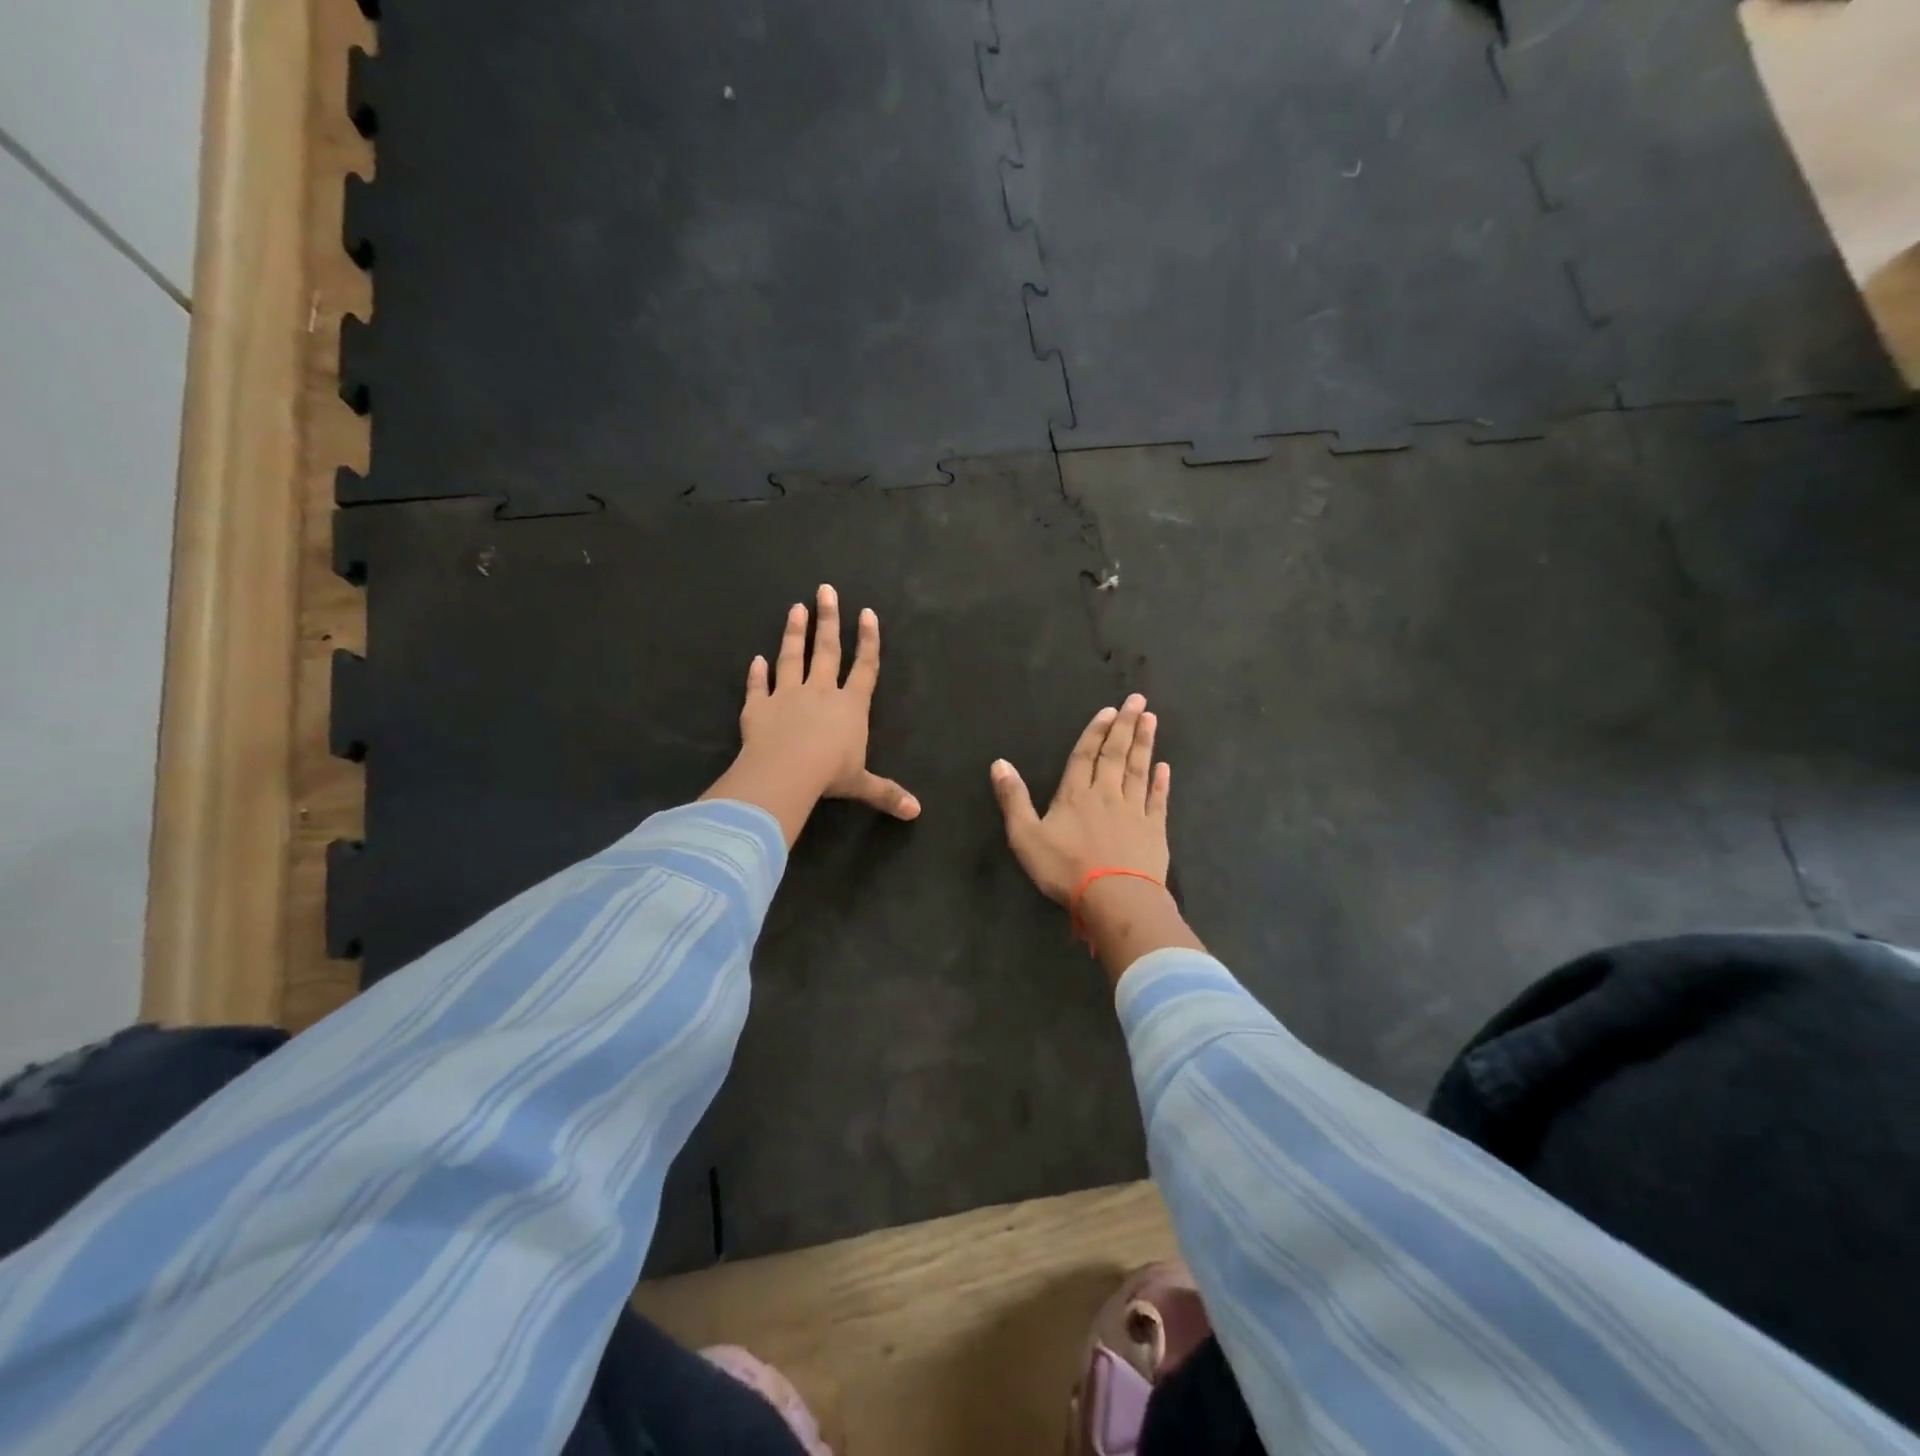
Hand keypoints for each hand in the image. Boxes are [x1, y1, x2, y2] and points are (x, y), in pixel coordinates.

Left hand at [701, 585, 919, 844]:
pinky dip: (755, 673)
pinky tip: (755, 659)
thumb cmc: (830, 774)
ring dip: (794, 633)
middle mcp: (820, 692)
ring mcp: (787, 695)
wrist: (786, 771)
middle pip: (827, 650)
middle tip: (826, 590)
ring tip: (796, 608)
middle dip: (829, 620)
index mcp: (850, 706)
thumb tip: (916, 812)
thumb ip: (886, 793)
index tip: (867, 613)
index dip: (868, 641)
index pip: (864, 667)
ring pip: (791, 658)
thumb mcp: (862, 785)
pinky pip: (757, 686)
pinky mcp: (758, 707)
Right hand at [992, 695, 1203, 985]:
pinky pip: (1158, 801)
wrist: (1114, 898)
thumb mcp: (1026, 836)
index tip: (1109, 710)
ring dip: (1144, 744)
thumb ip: (1013, 799)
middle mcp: (1106, 795)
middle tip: (1138, 700)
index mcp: (1075, 795)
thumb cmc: (1065, 869)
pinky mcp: (1154, 831)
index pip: (1085, 756)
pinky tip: (1165, 767)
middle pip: (1116, 754)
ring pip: (1138, 770)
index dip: (1096, 732)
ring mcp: (1134, 811)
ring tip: (1151, 719)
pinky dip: (1161, 783)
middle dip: (1125, 726)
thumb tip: (999, 763)